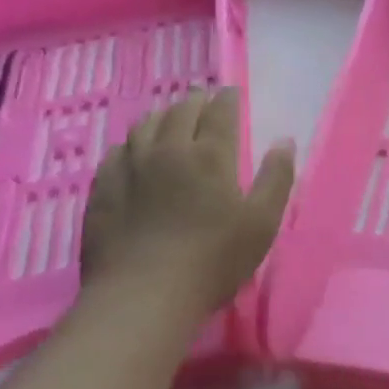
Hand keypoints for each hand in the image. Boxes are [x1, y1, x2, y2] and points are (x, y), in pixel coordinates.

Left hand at [79, 87, 294, 326]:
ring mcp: (130, 168)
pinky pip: (116, 152)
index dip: (227, 99)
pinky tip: (133, 150)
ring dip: (162, 115)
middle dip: (195, 101)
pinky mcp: (104, 189)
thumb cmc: (213, 260)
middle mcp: (168, 150)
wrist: (142, 296)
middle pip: (181, 111)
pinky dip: (131, 143)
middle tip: (203, 100)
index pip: (220, 112)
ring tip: (169, 117)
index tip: (231, 92)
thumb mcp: (262, 222)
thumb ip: (276, 177)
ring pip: (145, 126)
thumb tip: (285, 140)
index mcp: (210, 155)